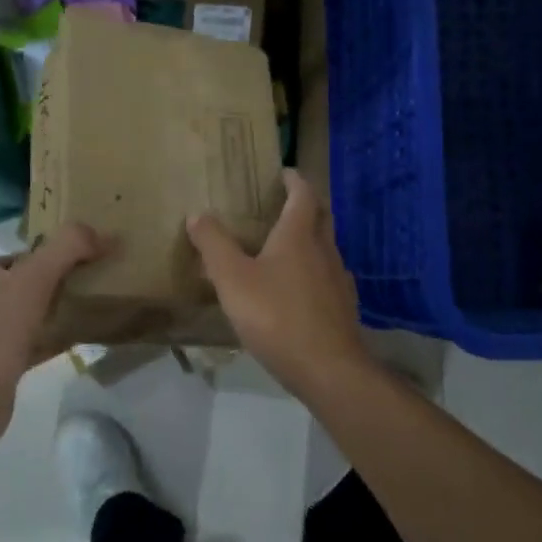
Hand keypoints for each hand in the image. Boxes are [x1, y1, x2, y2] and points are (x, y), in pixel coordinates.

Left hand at [0, 223, 104, 448]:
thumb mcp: (34, 276)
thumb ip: (68, 247)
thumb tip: (107, 234)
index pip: (29, 254)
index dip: (60, 251)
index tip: (93, 254)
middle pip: (34, 282)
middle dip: (65, 279)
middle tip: (101, 279)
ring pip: (38, 313)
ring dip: (64, 308)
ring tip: (99, 305)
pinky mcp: (7, 364)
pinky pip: (41, 342)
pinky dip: (61, 337)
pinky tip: (85, 337)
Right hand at [188, 170, 371, 395]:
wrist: (328, 368)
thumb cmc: (276, 316)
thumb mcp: (233, 279)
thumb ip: (214, 245)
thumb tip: (198, 213)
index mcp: (299, 235)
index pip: (303, 194)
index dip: (295, 180)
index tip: (284, 173)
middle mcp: (324, 250)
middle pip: (321, 216)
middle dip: (306, 205)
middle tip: (285, 203)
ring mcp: (339, 279)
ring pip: (326, 247)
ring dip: (310, 239)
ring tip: (286, 247)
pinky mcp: (344, 306)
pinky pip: (328, 277)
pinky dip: (314, 271)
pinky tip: (299, 290)